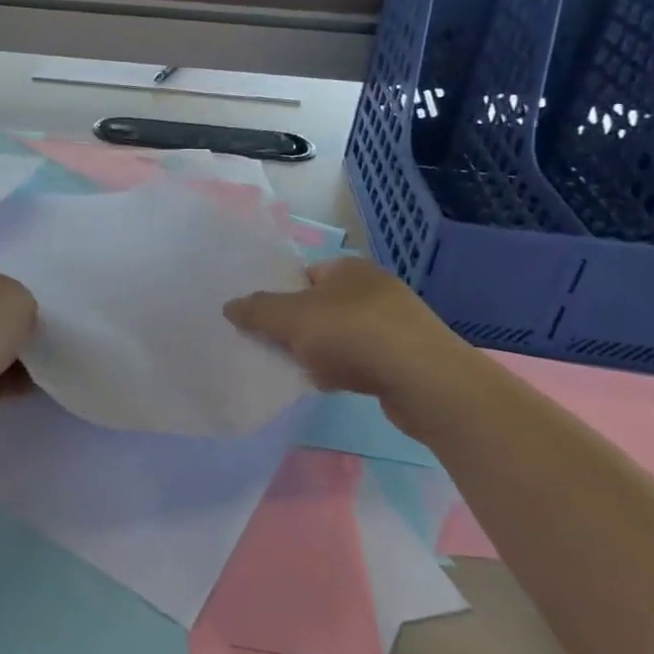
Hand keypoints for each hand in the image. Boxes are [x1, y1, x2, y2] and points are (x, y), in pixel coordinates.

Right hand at [224, 257, 464, 399]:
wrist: (424, 381)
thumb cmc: (352, 334)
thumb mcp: (290, 318)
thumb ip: (257, 310)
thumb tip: (229, 305)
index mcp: (348, 268)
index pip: (303, 275)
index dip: (279, 294)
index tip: (260, 319)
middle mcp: (373, 288)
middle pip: (319, 307)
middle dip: (297, 328)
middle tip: (273, 346)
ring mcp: (394, 323)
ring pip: (339, 335)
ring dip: (319, 352)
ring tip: (301, 370)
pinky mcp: (406, 356)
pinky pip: (362, 359)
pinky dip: (345, 370)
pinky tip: (333, 385)